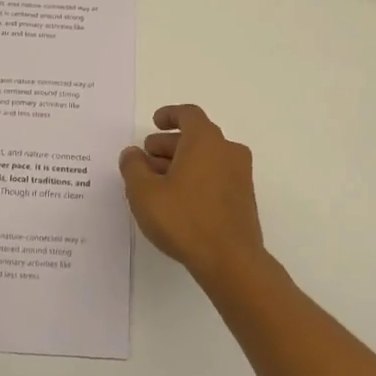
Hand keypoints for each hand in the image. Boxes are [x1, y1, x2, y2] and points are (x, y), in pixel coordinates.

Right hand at [119, 105, 270, 287]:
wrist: (231, 260)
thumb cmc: (184, 219)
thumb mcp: (144, 192)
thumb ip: (133, 167)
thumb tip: (133, 153)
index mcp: (206, 140)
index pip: (189, 114)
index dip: (170, 115)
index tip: (155, 122)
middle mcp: (227, 150)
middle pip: (196, 137)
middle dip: (168, 144)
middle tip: (146, 159)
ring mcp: (240, 175)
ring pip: (206, 158)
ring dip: (181, 162)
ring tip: (156, 182)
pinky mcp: (243, 198)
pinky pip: (216, 175)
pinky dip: (196, 177)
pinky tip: (177, 200)